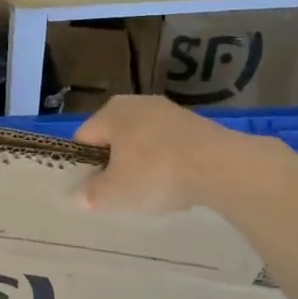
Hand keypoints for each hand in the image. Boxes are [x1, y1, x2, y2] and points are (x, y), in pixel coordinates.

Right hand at [72, 95, 246, 213]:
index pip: (84, 139)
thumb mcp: (116, 191)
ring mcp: (169, 111)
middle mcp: (136, 103)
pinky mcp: (195, 123)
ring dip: (143, 164)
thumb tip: (77, 195)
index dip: (84, 166)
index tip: (93, 191)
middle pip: (114, 138)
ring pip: (143, 142)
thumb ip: (92, 193)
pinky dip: (168, 163)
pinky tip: (177, 182)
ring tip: (151, 191)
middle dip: (115, 165)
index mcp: (110, 111)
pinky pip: (169, 145)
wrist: (220, 166)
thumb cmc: (155, 173)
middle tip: (120, 194)